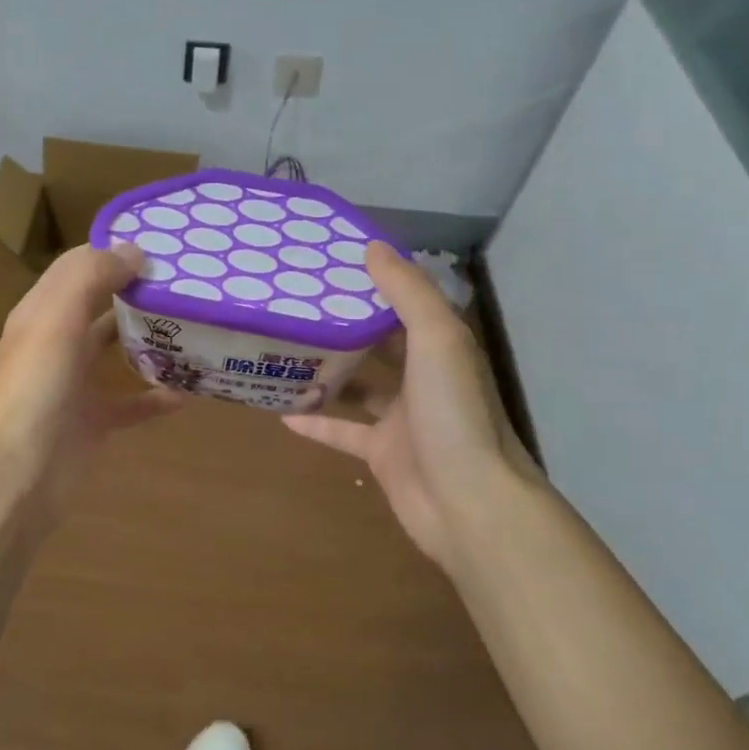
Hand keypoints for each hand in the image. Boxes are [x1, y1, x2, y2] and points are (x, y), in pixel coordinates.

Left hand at [0, 243, 184, 507]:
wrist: (17, 474)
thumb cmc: (36, 388)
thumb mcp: (57, 319)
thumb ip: (91, 276)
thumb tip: (134, 250)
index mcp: (43, 311)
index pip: (80, 267)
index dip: (114, 252)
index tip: (164, 245)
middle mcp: (59, 342)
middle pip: (102, 306)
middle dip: (139, 293)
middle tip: (190, 283)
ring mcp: (76, 383)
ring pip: (118, 351)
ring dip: (151, 340)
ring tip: (196, 326)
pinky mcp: (94, 421)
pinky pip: (133, 403)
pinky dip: (158, 396)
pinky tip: (190, 391)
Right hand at [284, 242, 541, 572]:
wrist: (469, 503)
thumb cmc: (454, 413)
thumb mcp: (437, 339)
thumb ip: (407, 292)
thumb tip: (373, 246)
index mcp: (440, 346)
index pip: (404, 303)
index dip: (373, 280)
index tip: (331, 261)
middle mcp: (422, 377)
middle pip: (379, 342)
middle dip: (344, 324)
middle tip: (296, 302)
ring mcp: (401, 418)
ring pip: (358, 386)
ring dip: (327, 370)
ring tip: (283, 348)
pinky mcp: (381, 452)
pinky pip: (341, 431)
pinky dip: (315, 422)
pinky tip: (279, 411)